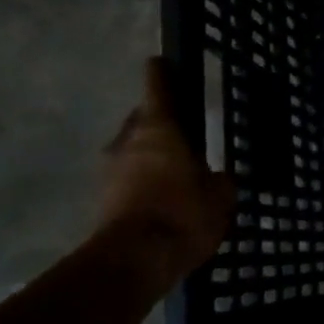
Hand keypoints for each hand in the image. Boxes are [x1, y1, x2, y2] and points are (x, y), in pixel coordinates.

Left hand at [100, 59, 234, 286]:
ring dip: (148, 154)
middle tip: (182, 129)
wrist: (135, 261)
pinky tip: (162, 196)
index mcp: (159, 127)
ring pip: (132, 150)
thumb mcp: (221, 195)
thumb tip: (216, 178)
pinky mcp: (102, 199)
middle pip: (142, 119)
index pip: (157, 86)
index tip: (162, 62)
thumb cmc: (183, 213)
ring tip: (174, 168)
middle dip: (158, 121)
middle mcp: (129, 140)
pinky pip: (127, 179)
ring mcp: (110, 170)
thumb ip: (219, 180)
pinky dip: (142, 181)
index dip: (162, 73)